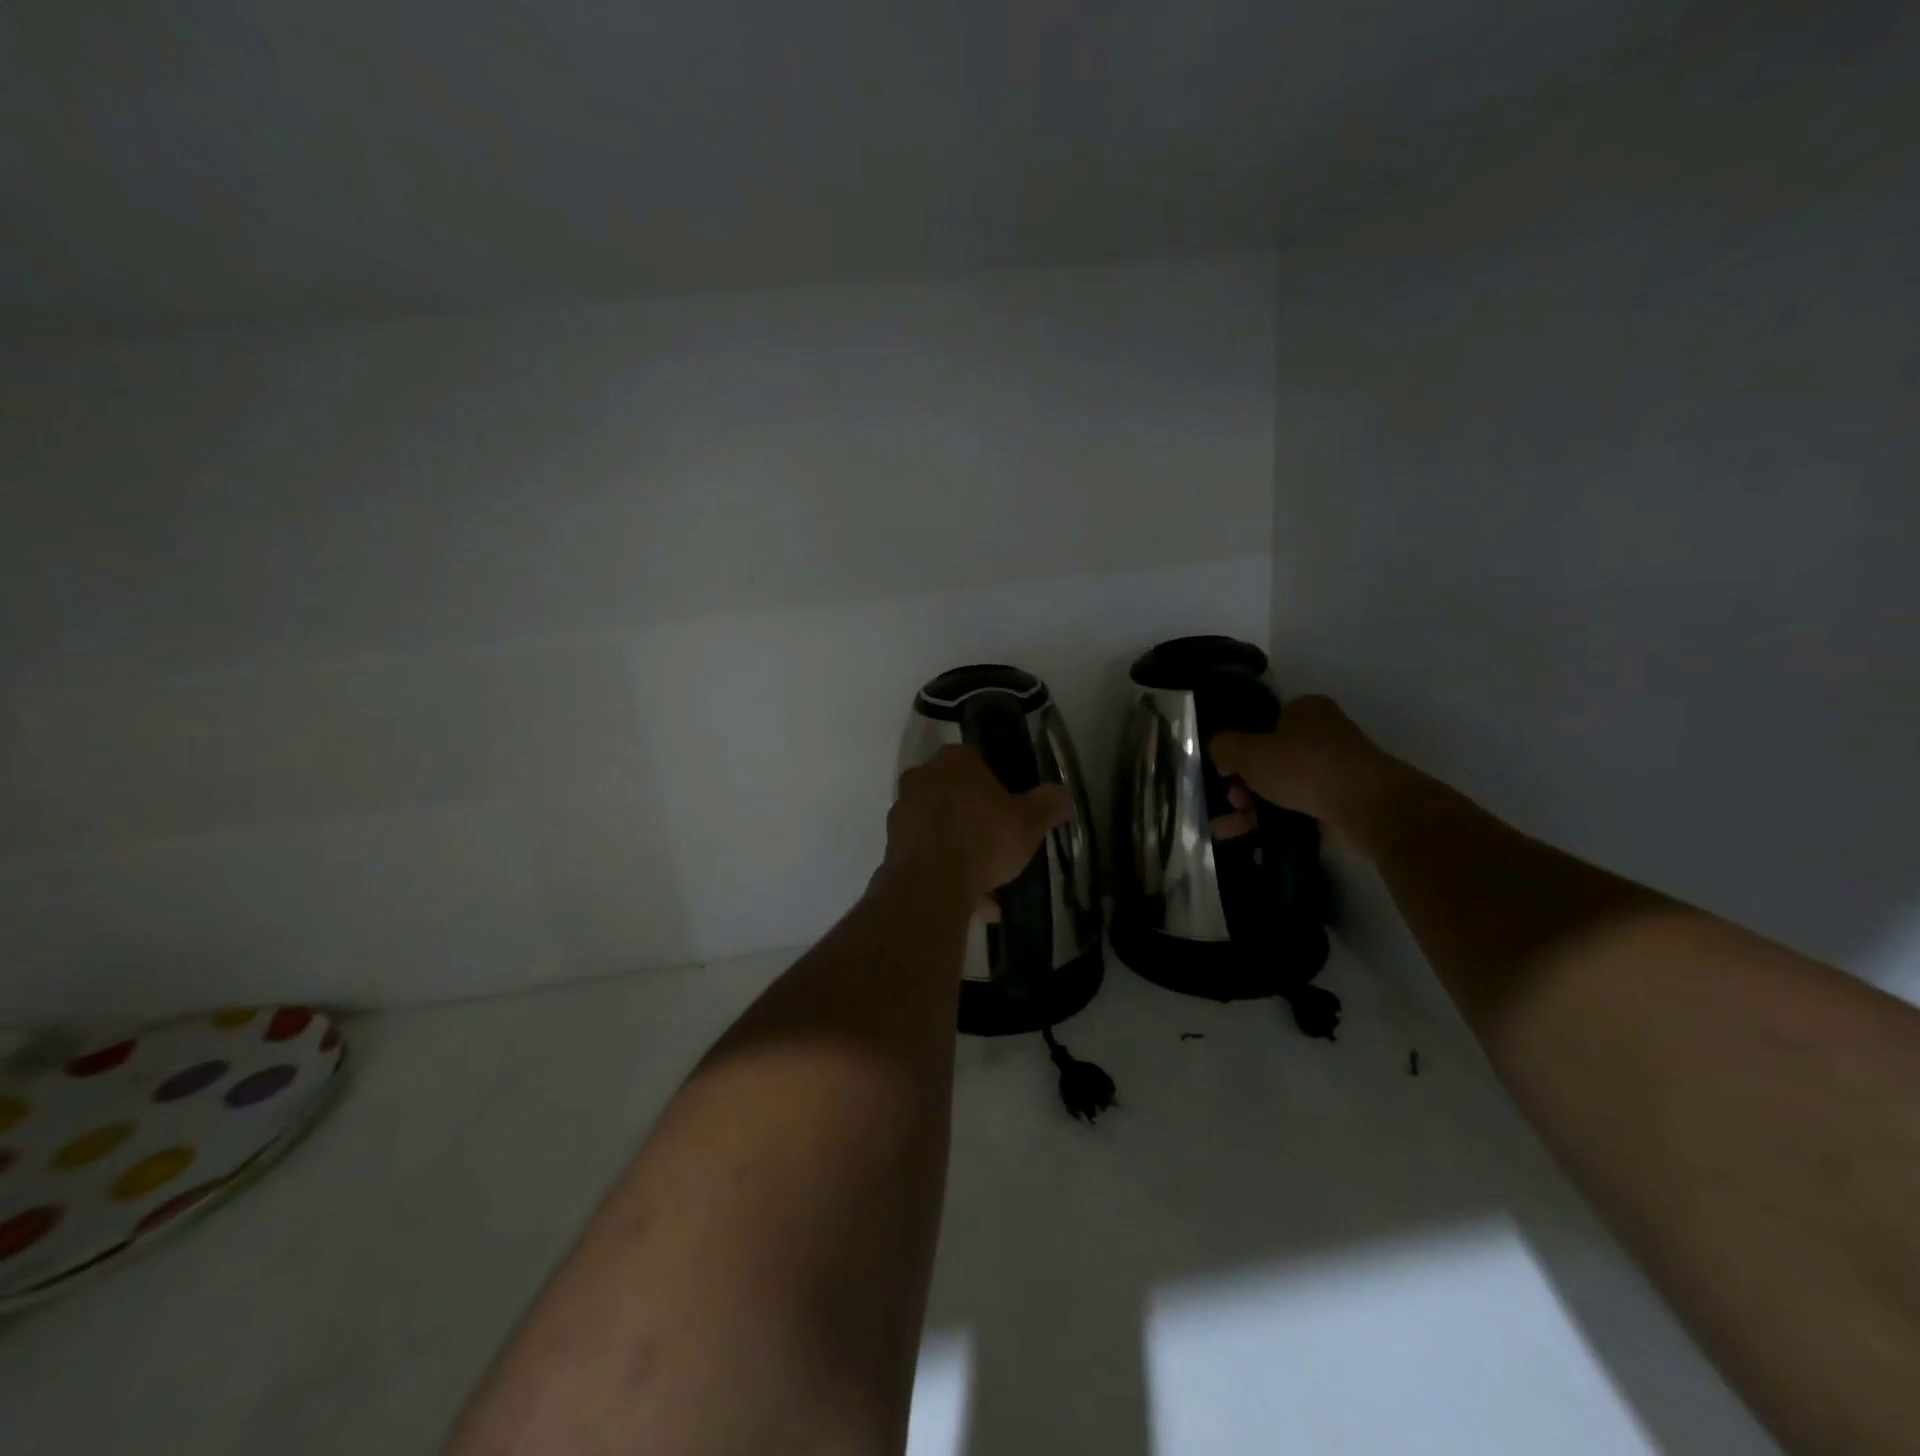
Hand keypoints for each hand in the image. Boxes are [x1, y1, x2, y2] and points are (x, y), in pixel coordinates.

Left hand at [881, 746, 1070, 908]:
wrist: (929, 886)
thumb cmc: (983, 840)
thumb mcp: (1030, 821)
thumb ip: (1049, 803)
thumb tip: (1060, 795)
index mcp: (954, 761)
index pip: (978, 760)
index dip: (998, 782)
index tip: (1012, 807)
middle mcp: (922, 778)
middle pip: (957, 795)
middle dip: (978, 820)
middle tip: (1002, 844)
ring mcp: (903, 813)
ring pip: (942, 829)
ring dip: (964, 852)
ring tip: (992, 887)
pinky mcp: (893, 847)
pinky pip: (929, 856)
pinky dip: (949, 874)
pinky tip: (975, 904)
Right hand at [1210, 695, 1393, 842]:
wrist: (1366, 806)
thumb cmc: (1303, 766)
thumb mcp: (1248, 751)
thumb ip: (1223, 747)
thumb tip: (1221, 754)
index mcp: (1305, 711)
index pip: (1263, 724)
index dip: (1239, 746)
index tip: (1224, 770)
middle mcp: (1322, 735)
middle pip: (1269, 759)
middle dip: (1243, 783)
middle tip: (1231, 799)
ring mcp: (1333, 770)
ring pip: (1280, 787)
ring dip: (1250, 806)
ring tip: (1226, 827)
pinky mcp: (1339, 802)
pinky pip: (1295, 809)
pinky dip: (1270, 821)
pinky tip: (1243, 836)